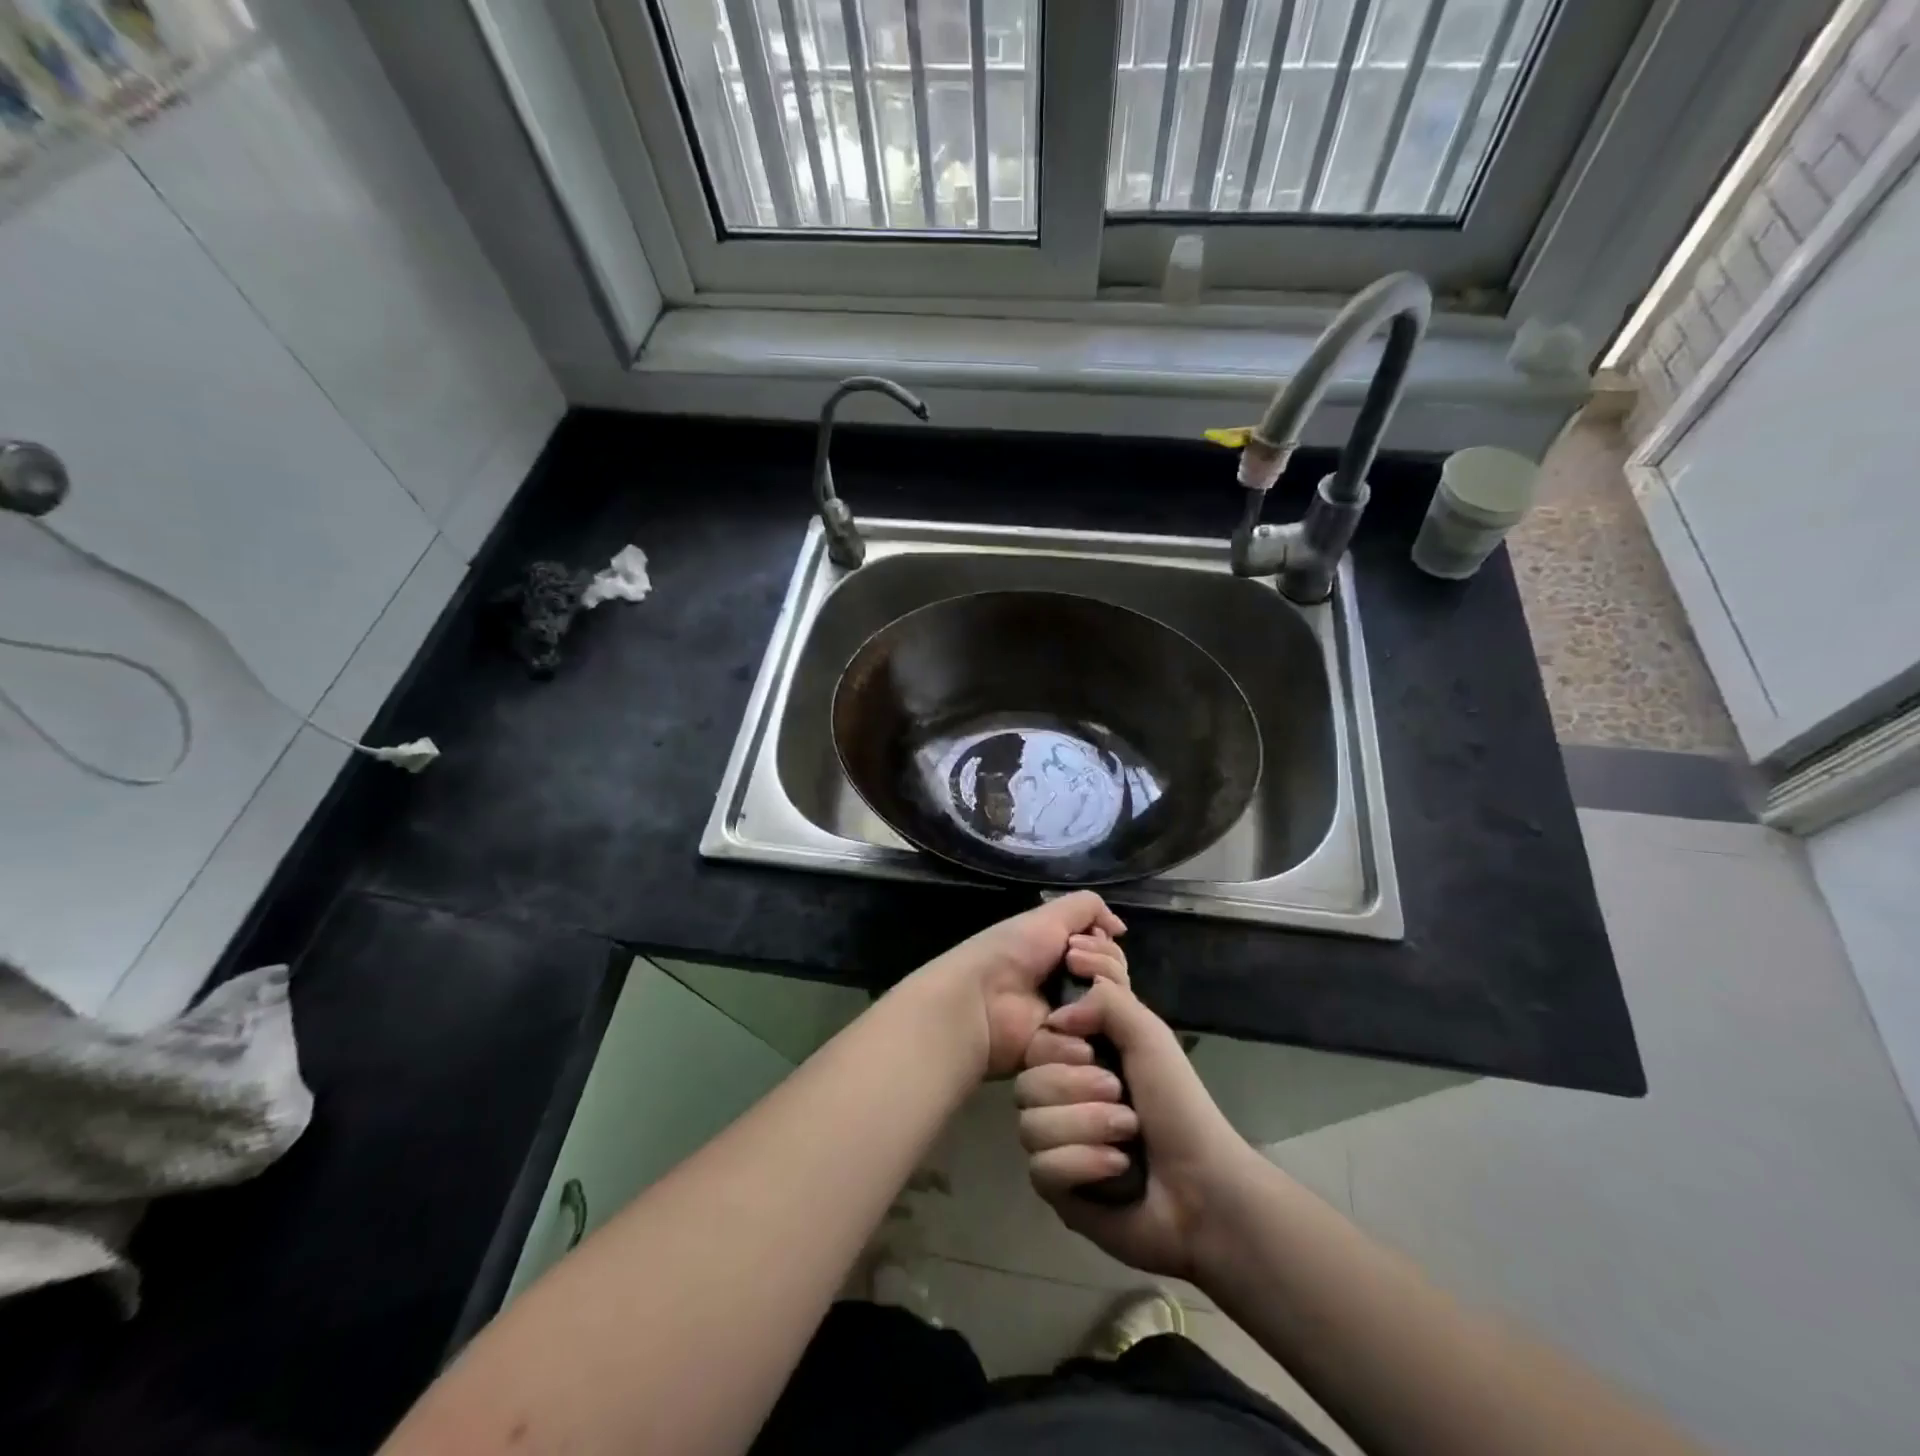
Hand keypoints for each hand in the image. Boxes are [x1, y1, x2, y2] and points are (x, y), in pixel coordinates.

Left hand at [910, 892, 1127, 1078]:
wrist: (981, 999)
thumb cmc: (1011, 952)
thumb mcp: (1049, 916)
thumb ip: (1088, 908)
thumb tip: (1120, 927)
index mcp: (1069, 960)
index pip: (1112, 958)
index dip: (1106, 950)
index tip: (1079, 946)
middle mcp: (1075, 991)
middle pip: (1118, 985)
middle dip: (1103, 970)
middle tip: (1073, 967)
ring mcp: (1073, 1027)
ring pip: (1114, 1016)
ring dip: (1097, 1001)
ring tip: (1070, 999)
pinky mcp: (1066, 1059)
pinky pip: (1095, 1050)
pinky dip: (1083, 1035)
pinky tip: (1063, 1027)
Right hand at [1016, 977, 1255, 1282]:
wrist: (1204, 1185)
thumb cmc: (1178, 1104)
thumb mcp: (1148, 1034)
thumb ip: (1105, 1001)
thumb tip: (1055, 1019)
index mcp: (1077, 1061)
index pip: (1033, 1045)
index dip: (1057, 1048)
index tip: (1090, 1052)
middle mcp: (1060, 1099)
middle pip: (1026, 1086)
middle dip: (1077, 1090)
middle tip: (1120, 1096)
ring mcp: (1055, 1146)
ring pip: (1030, 1128)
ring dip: (1086, 1127)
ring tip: (1127, 1136)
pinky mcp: (1058, 1190)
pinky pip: (1042, 1170)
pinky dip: (1084, 1164)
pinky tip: (1117, 1168)